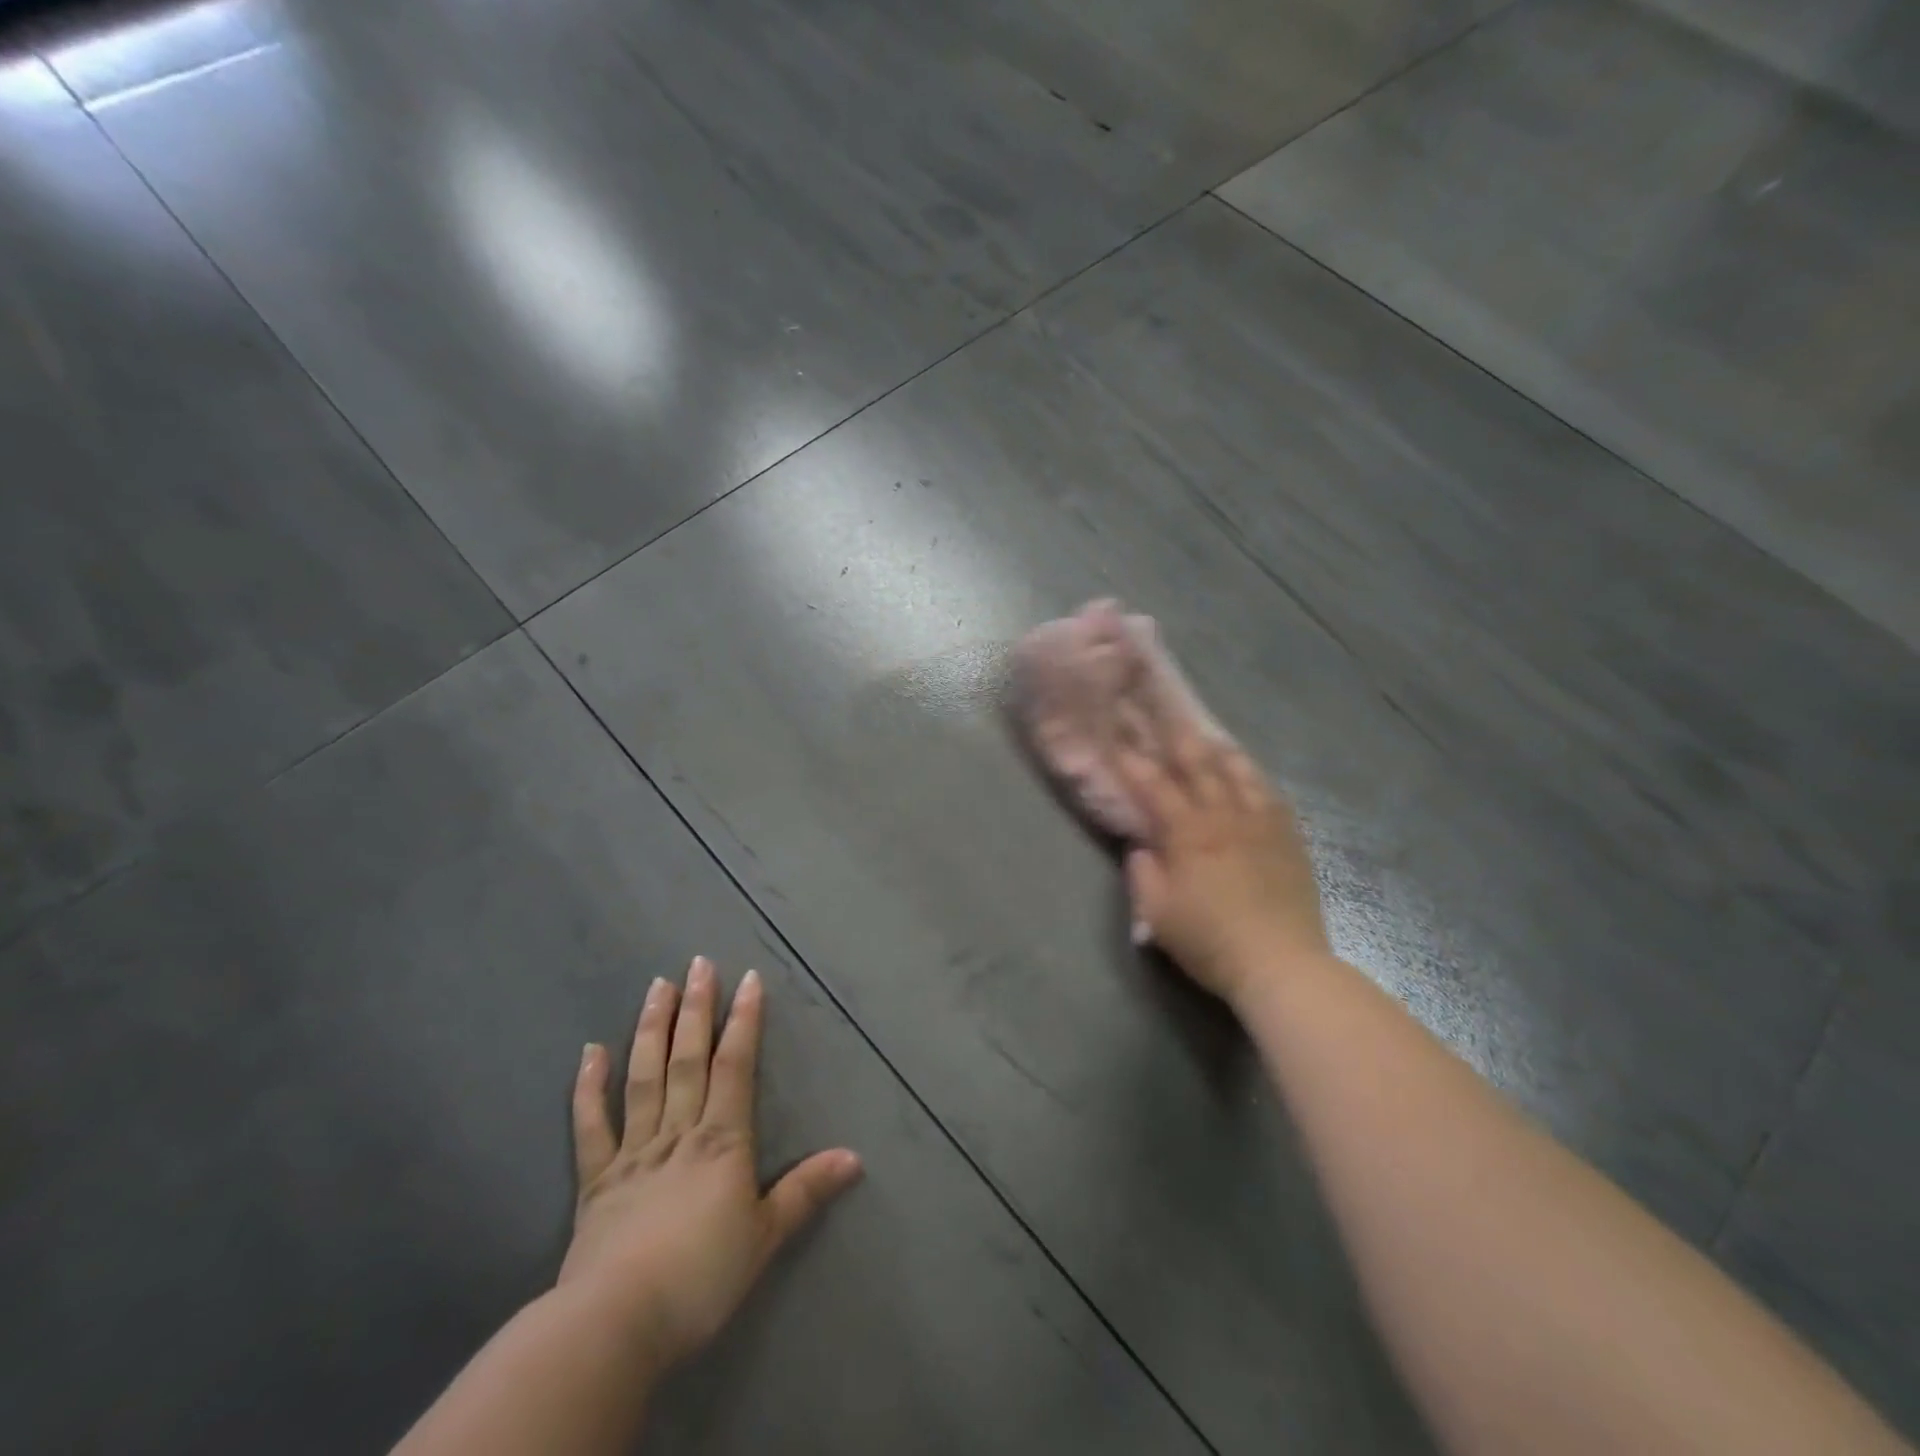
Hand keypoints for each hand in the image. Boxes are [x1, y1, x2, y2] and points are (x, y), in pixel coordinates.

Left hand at [560, 956, 862, 1369]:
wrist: (617, 1324)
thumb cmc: (702, 1277)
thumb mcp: (766, 1236)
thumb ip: (806, 1191)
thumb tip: (856, 1157)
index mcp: (722, 1141)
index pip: (736, 1066)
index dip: (743, 1020)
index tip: (748, 979)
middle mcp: (679, 1132)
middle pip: (688, 1059)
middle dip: (696, 1008)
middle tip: (698, 963)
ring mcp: (634, 1151)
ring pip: (644, 1077)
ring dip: (651, 1029)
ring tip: (656, 986)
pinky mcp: (596, 1179)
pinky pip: (591, 1125)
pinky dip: (588, 1087)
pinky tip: (590, 1050)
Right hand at [1117, 719, 1329, 1005]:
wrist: (1281, 964)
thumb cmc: (1209, 940)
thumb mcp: (1157, 913)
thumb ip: (1143, 873)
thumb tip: (1142, 847)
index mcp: (1188, 833)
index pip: (1154, 786)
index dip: (1133, 761)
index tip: (1118, 741)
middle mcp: (1225, 817)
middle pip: (1200, 766)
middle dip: (1178, 738)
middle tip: (1166, 715)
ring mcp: (1262, 825)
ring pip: (1241, 773)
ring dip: (1221, 751)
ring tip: (1211, 737)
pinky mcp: (1290, 840)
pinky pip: (1272, 797)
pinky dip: (1256, 779)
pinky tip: (1252, 778)